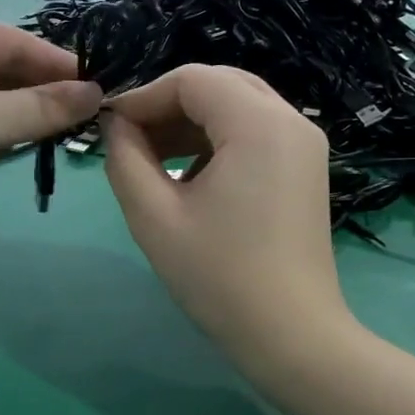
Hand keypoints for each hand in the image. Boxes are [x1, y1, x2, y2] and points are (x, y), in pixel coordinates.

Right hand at [104, 65, 347, 369]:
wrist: (291, 335)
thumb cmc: (218, 277)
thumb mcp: (154, 216)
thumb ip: (125, 158)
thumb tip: (115, 124)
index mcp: (259, 124)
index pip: (192, 79)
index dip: (143, 96)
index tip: (109, 128)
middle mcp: (291, 121)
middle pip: (219, 85)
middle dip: (168, 105)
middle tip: (129, 139)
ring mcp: (304, 145)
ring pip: (237, 107)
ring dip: (190, 124)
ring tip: (151, 160)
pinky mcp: (304, 169)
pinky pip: (254, 133)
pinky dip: (216, 142)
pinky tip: (189, 179)